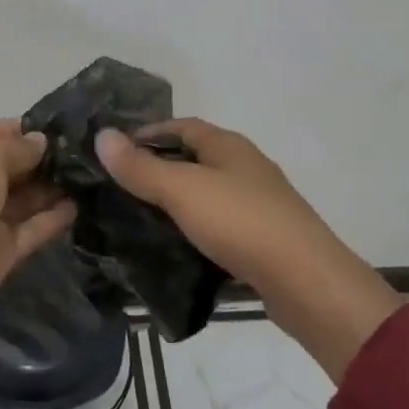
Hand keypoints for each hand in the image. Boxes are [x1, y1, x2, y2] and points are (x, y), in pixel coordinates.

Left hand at [0, 120, 77, 341]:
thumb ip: (18, 147)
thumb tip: (40, 142)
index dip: (25, 130)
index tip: (65, 127)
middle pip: (10, 166)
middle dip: (44, 159)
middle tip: (87, 152)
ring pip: (24, 198)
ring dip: (53, 187)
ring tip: (91, 175)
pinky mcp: (0, 250)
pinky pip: (31, 229)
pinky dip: (53, 218)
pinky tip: (81, 205)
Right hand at [97, 119, 401, 380]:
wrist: (307, 283)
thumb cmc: (241, 223)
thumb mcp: (182, 190)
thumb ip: (140, 167)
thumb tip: (102, 135)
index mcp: (229, 146)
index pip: (181, 125)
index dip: (147, 132)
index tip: (115, 150)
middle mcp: (245, 167)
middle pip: (195, 157)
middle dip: (159, 166)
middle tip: (120, 185)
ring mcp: (258, 204)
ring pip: (207, 193)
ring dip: (176, 200)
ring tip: (140, 217)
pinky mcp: (263, 239)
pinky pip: (220, 224)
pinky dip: (195, 229)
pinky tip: (176, 246)